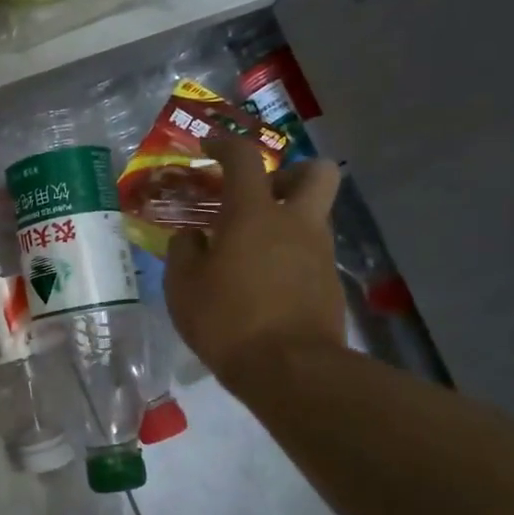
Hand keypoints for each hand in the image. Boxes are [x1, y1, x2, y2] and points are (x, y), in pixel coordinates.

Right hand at [164, 133, 344, 387]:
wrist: (289, 370)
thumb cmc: (226, 319)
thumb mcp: (183, 285)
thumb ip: (184, 251)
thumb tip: (193, 237)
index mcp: (254, 214)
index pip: (244, 158)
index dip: (225, 144)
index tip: (209, 146)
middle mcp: (295, 223)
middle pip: (315, 172)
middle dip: (290, 173)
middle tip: (261, 193)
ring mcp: (319, 253)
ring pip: (314, 215)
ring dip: (288, 219)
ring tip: (252, 248)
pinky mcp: (330, 284)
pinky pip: (311, 253)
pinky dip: (290, 256)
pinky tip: (264, 283)